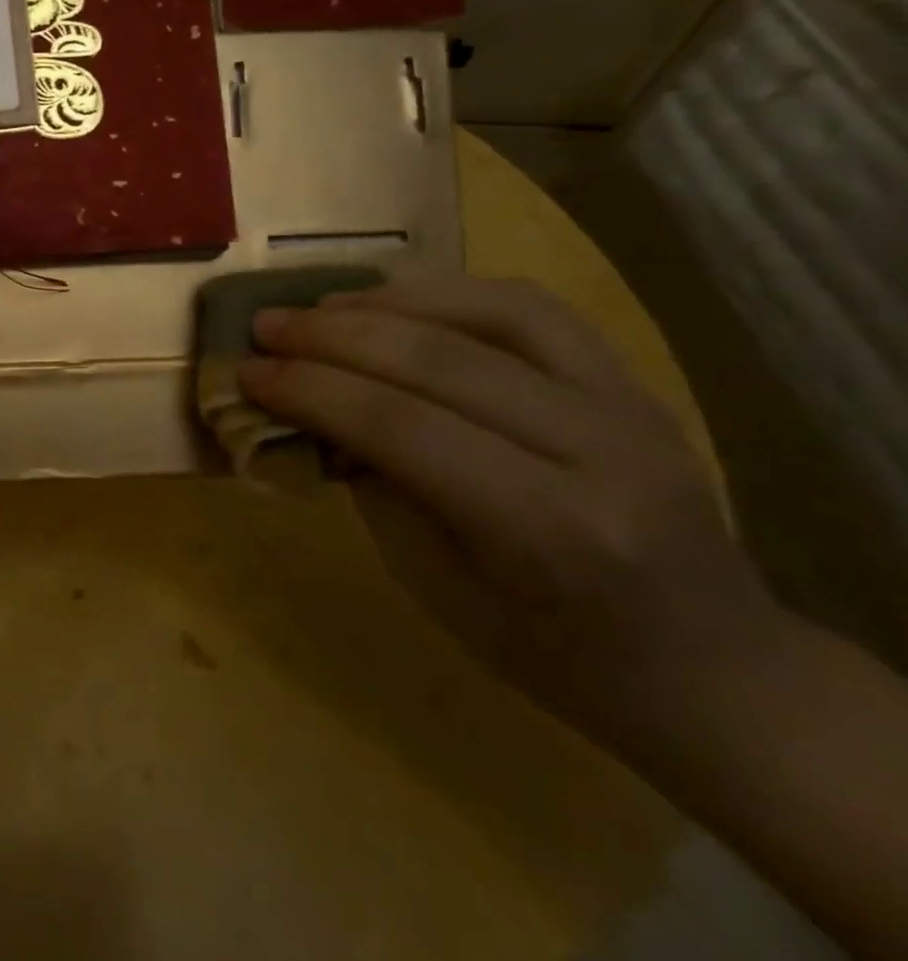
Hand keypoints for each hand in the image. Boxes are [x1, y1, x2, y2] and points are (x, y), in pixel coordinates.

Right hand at [239, 275, 782, 746]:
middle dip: (331, 336)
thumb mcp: (437, 587)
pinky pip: (529, 308)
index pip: (402, 428)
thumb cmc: (553, 652)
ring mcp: (628, 407)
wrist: (713, 669)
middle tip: (265, 326)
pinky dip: (447, 292)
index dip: (312, 390)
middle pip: (438, 362)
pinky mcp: (632, 380)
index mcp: (549, 531)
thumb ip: (376, 485)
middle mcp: (599, 453)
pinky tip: (394, 300)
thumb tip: (311, 408)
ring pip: (488, 313)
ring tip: (320, 306)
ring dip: (386, 302)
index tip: (247, 371)